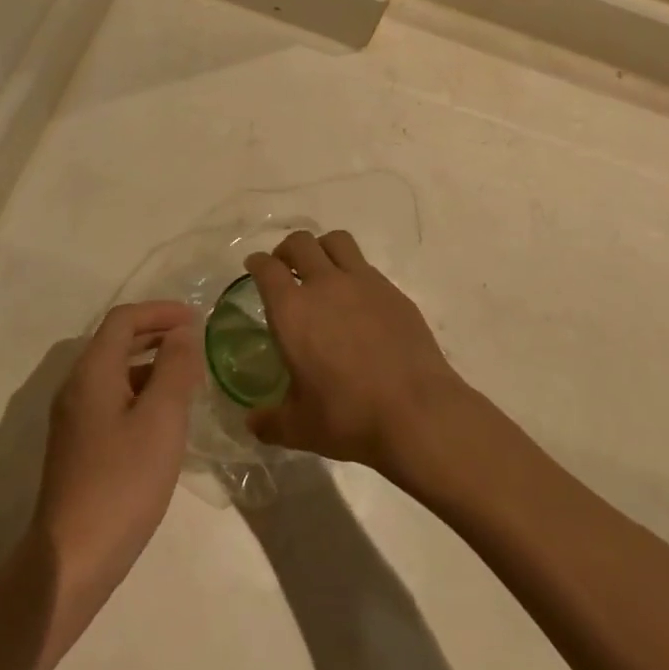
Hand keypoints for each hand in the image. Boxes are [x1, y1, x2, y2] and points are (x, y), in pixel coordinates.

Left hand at [32, 300, 202, 611]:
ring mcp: (73, 418)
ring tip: (188, 376)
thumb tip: (181, 333)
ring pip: (114, 371)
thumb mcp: (161, 419)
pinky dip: (140, 390)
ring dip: (150, 363)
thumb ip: (174, 368)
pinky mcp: (78, 445)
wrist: (72, 560)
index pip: (123, 319)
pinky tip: (165, 416)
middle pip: (116, 341)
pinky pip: (112, 397)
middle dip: (156, 333)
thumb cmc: (122, 483)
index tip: (197, 318)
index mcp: (92, 372)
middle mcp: (76, 386)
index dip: (160, 311)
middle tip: (195, 340)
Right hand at [243, 230, 468, 479]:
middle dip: (287, 249)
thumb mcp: (299, 428)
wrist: (417, 412)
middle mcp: (325, 284)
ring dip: (322, 248)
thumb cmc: (348, 417)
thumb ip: (270, 422)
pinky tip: (357, 301)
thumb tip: (251, 423)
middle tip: (285, 268)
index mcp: (292, 310)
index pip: (267, 269)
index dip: (257, 263)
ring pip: (337, 241)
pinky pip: (366, 266)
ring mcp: (364, 283)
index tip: (254, 266)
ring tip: (321, 270)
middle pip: (301, 242)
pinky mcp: (393, 291)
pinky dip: (353, 272)